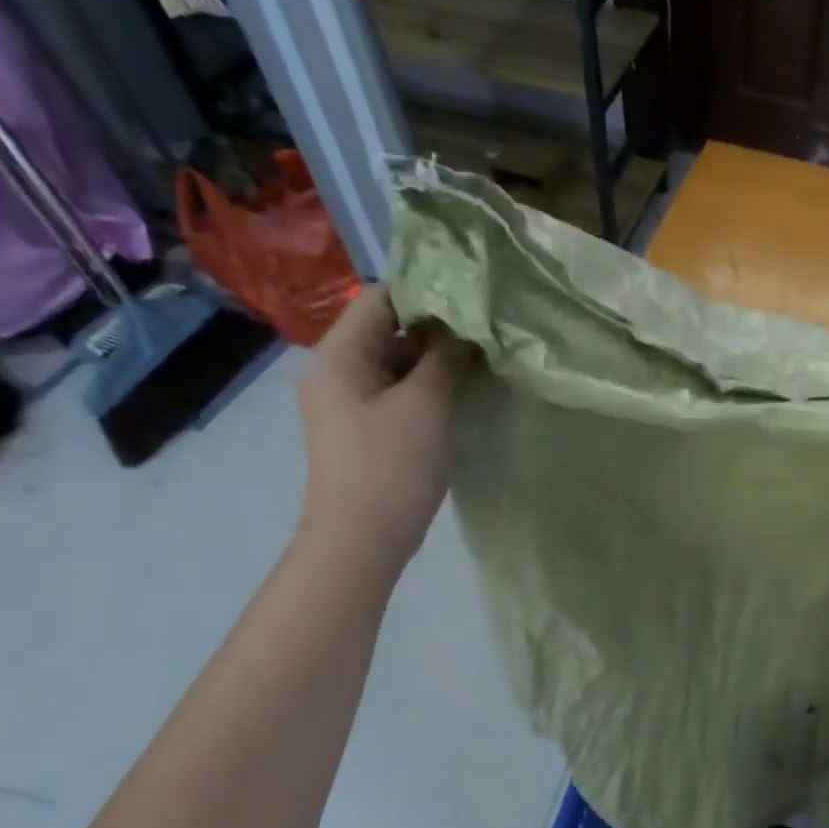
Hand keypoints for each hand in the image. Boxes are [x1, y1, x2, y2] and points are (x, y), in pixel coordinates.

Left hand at [297, 284, 468, 569]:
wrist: (362, 538)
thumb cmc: (392, 465)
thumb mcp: (426, 403)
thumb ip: (445, 356)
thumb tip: (464, 325)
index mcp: (340, 355)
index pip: (381, 297)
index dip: (427, 289)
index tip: (475, 293)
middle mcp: (338, 368)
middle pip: (389, 326)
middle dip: (438, 323)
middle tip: (490, 323)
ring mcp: (352, 397)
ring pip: (398, 357)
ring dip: (438, 354)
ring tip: (486, 351)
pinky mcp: (368, 422)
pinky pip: (400, 385)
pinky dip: (430, 379)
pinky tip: (466, 383)